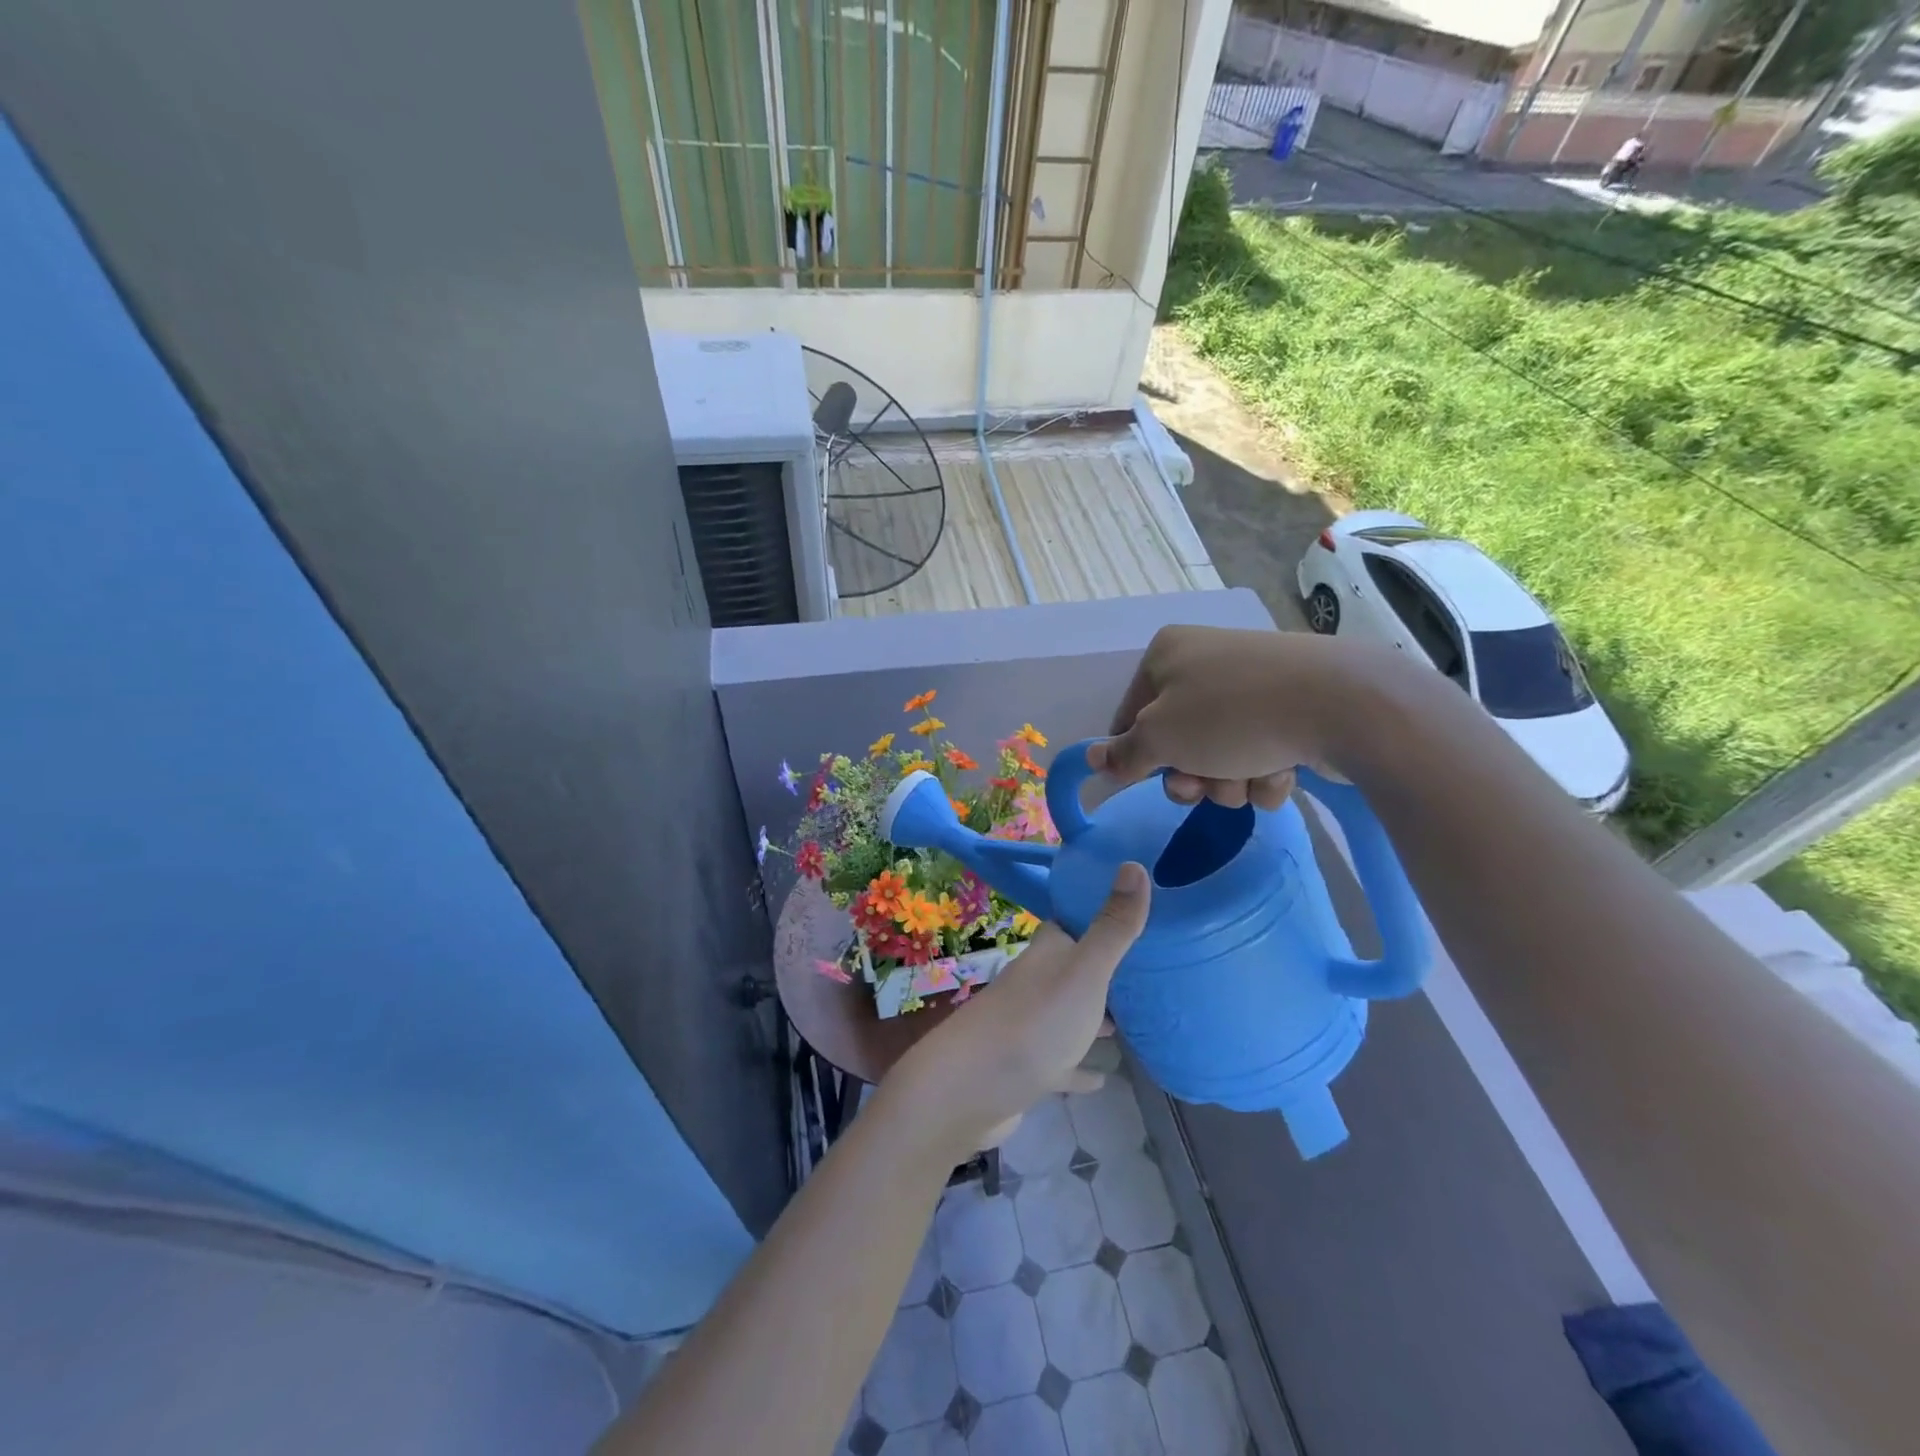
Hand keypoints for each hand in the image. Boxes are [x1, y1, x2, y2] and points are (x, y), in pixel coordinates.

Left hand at [887, 864, 1150, 1158]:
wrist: (968, 1090)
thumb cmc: (1033, 1023)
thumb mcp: (1084, 972)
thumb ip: (1112, 926)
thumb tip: (1133, 863)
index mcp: (1048, 954)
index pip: (1072, 923)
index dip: (1098, 914)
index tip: (1135, 910)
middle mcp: (1035, 983)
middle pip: (1073, 968)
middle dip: (1104, 969)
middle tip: (1148, 971)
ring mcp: (1028, 1027)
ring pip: (1068, 1014)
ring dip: (1094, 1017)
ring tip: (1134, 1021)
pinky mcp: (1026, 1069)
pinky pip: (1061, 1063)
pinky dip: (1080, 1068)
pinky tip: (1103, 1078)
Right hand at [1091, 624, 1372, 808]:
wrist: (1341, 704)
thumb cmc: (1231, 715)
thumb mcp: (1161, 738)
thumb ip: (1124, 754)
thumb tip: (1093, 758)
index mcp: (1167, 654)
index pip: (1130, 715)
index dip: (1138, 754)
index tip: (1150, 779)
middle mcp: (1207, 662)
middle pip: (1177, 741)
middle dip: (1192, 775)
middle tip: (1204, 785)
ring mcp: (1252, 685)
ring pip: (1220, 755)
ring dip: (1229, 781)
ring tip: (1250, 777)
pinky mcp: (1291, 708)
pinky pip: (1260, 752)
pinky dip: (1266, 771)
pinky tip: (1283, 769)